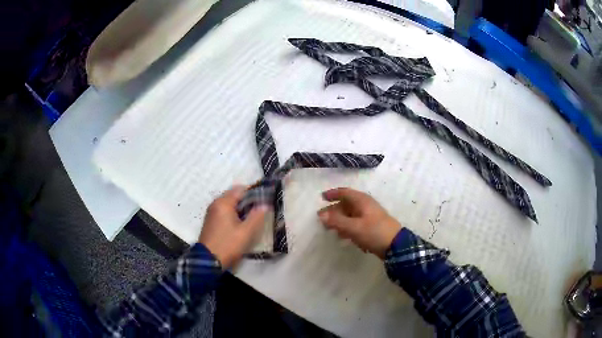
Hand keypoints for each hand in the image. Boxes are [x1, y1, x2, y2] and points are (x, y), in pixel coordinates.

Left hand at [199, 186, 268, 268]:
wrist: (208, 261)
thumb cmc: (228, 245)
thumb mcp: (246, 232)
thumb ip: (257, 216)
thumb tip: (265, 204)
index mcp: (223, 203)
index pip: (240, 189)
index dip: (254, 193)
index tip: (264, 201)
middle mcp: (215, 204)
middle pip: (234, 195)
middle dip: (247, 201)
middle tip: (259, 211)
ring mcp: (211, 212)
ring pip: (229, 204)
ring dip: (240, 208)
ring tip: (251, 219)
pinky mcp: (210, 221)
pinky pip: (224, 211)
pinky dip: (233, 213)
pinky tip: (240, 224)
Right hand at [318, 187, 401, 258]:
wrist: (395, 245)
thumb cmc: (374, 232)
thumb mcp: (354, 227)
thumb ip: (337, 221)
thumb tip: (321, 215)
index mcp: (362, 201)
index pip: (345, 192)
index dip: (333, 194)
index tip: (321, 197)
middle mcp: (365, 205)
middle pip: (346, 204)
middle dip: (333, 211)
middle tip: (322, 219)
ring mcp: (369, 216)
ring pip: (350, 215)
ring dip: (340, 221)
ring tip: (330, 230)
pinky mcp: (371, 226)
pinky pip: (355, 224)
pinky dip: (347, 228)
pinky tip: (343, 237)